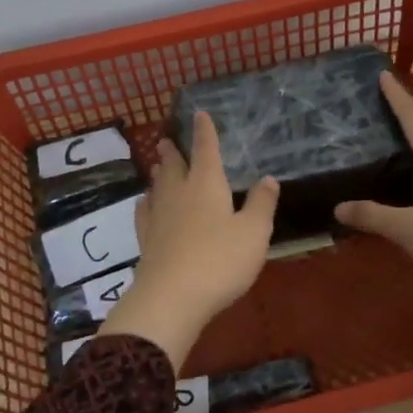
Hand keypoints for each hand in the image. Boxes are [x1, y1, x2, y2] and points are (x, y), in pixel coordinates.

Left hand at [100, 112, 278, 370]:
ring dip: (159, 174)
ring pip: (158, 187)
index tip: (199, 115)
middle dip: (173, 152)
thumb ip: (261, 204)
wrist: (172, 297)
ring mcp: (159, 218)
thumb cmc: (221, 260)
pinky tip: (145, 204)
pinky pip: (145, 213)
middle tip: (166, 141)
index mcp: (207, 185)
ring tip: (158, 166)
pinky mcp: (147, 241)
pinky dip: (146, 203)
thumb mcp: (254, 232)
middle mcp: (179, 194)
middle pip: (175, 166)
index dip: (204, 132)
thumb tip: (267, 179)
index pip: (206, 150)